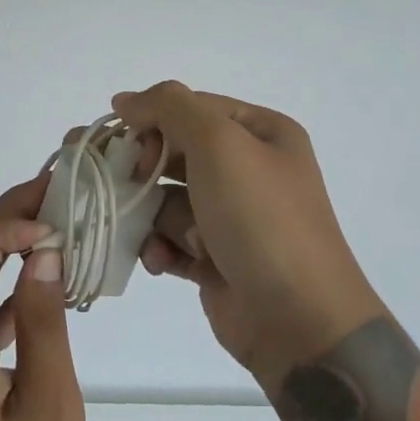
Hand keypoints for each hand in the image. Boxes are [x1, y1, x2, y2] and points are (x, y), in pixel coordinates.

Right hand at [112, 83, 381, 386]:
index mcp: (261, 133)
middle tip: (120, 182)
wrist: (299, 321)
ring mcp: (232, 216)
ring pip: (166, 198)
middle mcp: (248, 169)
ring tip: (155, 236)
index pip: (190, 108)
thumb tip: (125, 100)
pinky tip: (160, 261)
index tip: (122, 141)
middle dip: (143, 169)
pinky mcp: (216, 258)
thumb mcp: (219, 144)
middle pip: (174, 152)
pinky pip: (171, 238)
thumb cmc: (260, 219)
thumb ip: (169, 108)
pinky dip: (160, 247)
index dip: (152, 119)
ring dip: (152, 215)